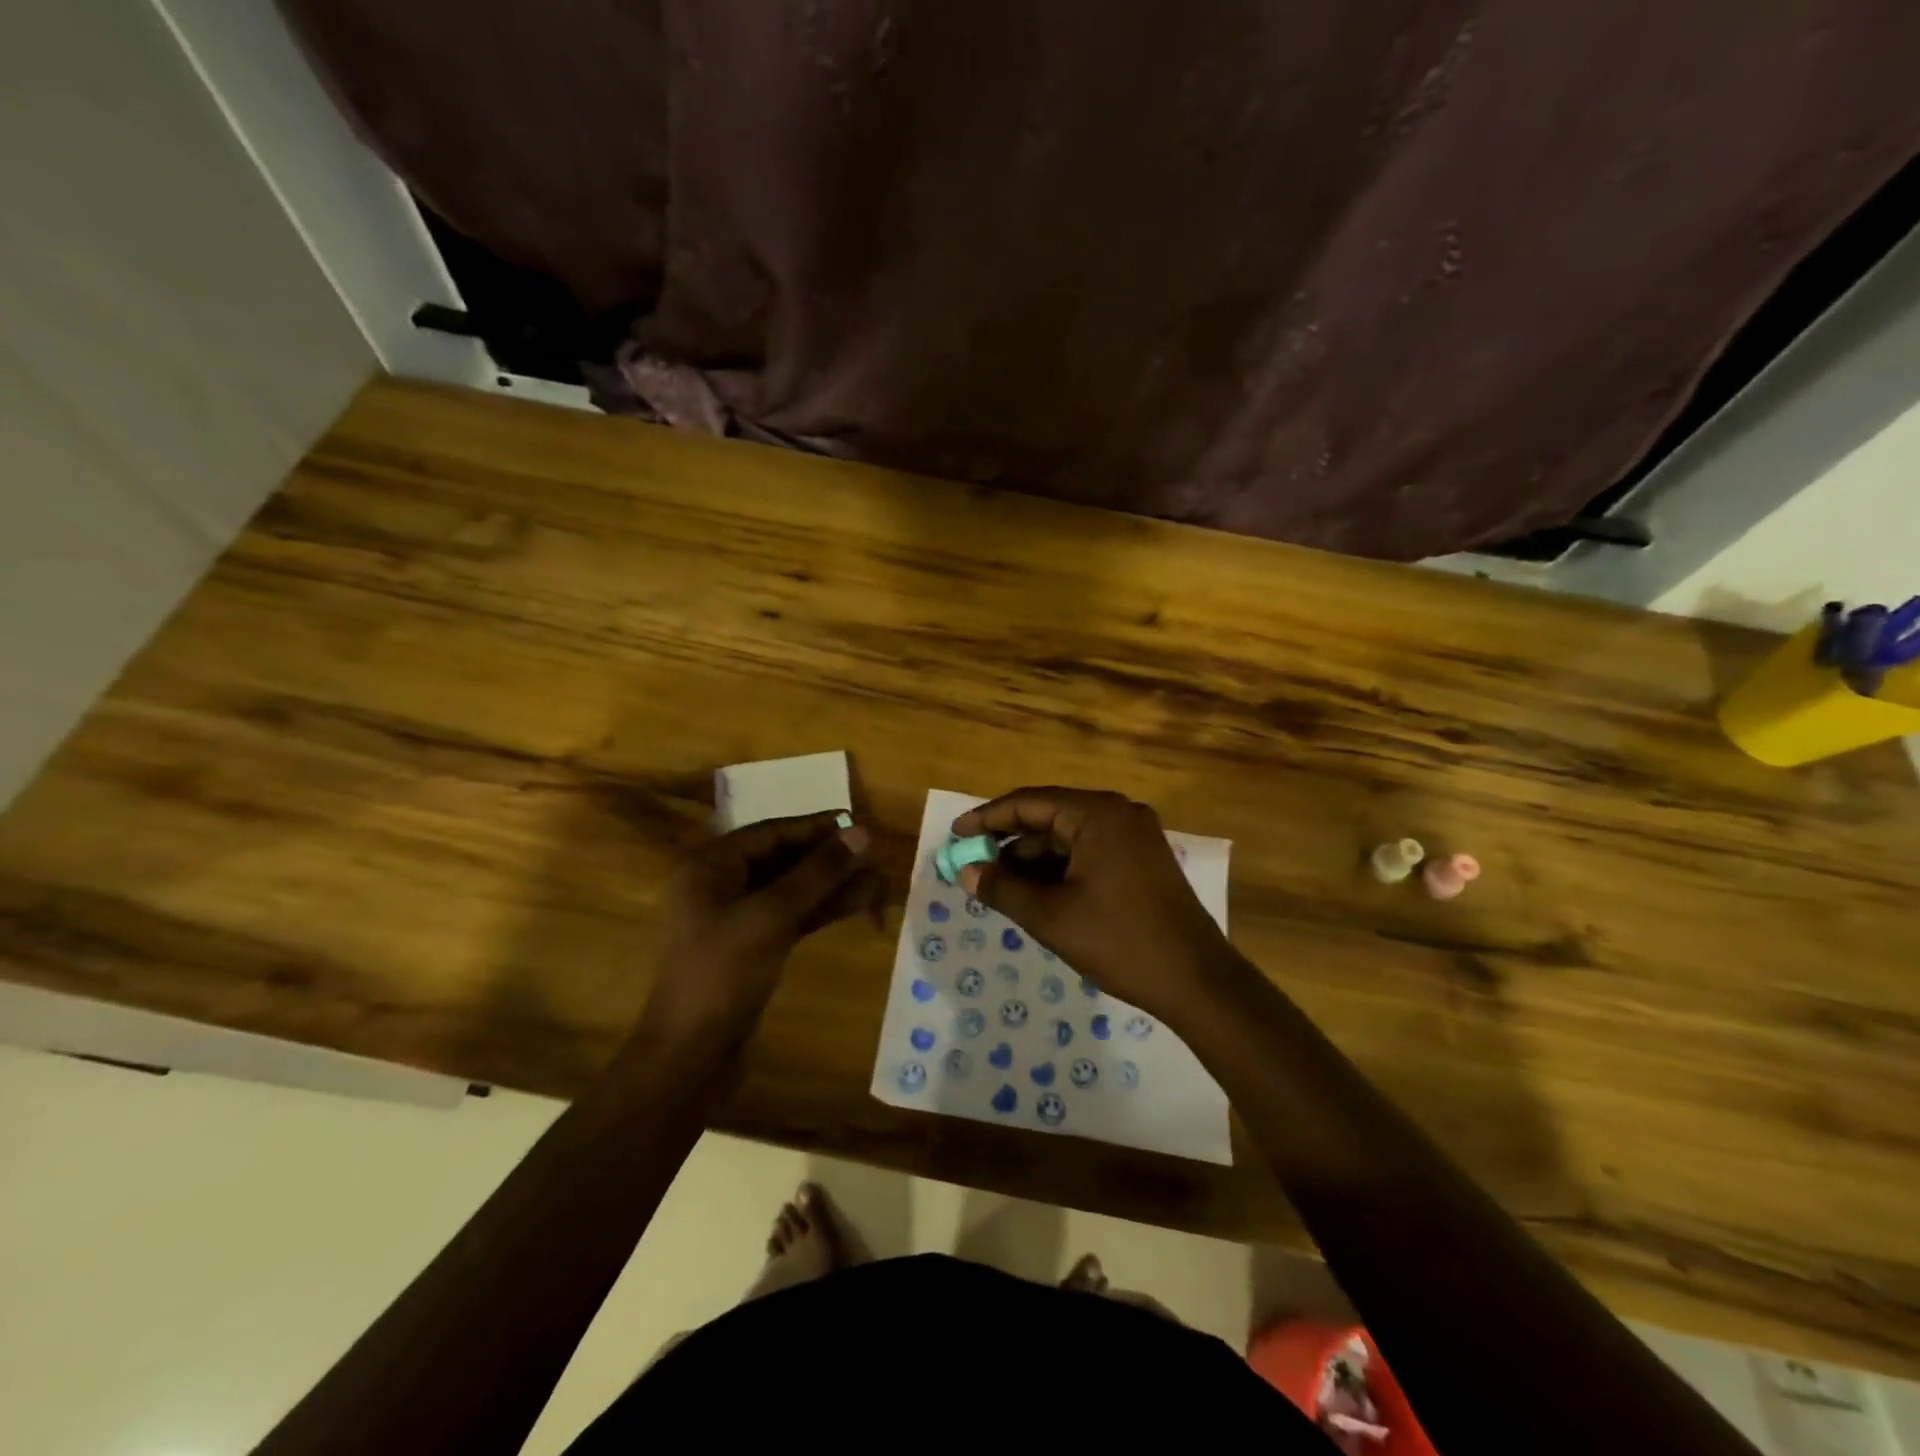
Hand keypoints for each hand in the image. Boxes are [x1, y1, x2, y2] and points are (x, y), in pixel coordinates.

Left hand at [634, 812, 877, 1057]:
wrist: (692, 1054)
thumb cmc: (723, 972)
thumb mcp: (772, 915)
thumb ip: (818, 872)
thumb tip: (862, 833)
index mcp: (710, 866)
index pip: (771, 833)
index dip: (816, 828)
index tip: (859, 824)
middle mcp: (721, 884)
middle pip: (783, 859)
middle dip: (829, 858)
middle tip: (874, 854)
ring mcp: (738, 917)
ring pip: (793, 889)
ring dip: (833, 884)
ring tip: (878, 879)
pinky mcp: (754, 945)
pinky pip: (793, 915)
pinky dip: (823, 909)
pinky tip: (859, 903)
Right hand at [950, 787, 1232, 1021]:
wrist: (1196, 980)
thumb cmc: (1119, 941)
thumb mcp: (1051, 917)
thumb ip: (1003, 889)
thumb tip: (966, 873)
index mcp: (1097, 814)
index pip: (1029, 803)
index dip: (987, 818)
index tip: (956, 835)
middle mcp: (1118, 813)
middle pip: (1050, 817)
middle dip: (1009, 842)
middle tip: (974, 864)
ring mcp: (1134, 835)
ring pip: (1069, 837)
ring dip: (1033, 859)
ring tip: (998, 885)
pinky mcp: (1142, 858)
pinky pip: (1089, 851)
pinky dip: (1060, 868)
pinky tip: (1035, 891)